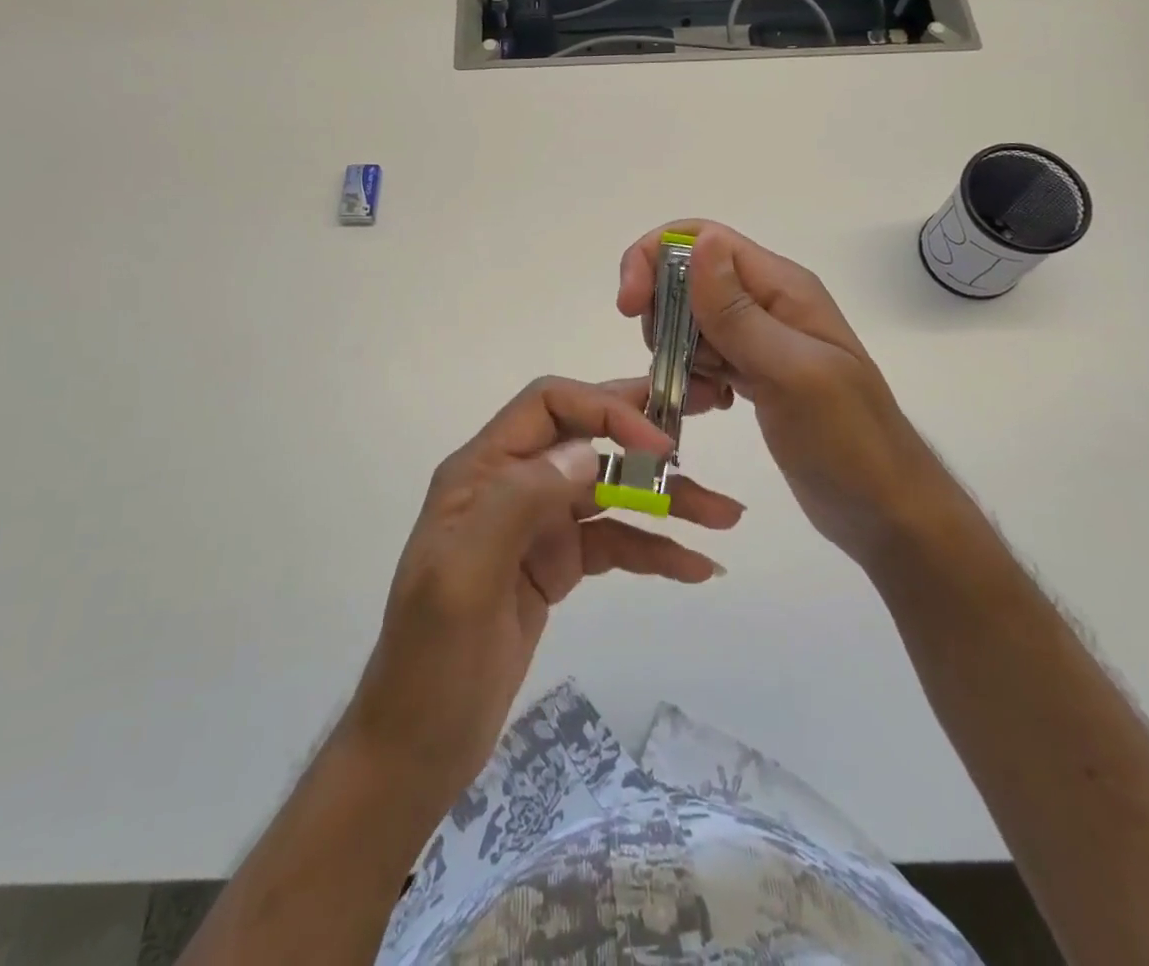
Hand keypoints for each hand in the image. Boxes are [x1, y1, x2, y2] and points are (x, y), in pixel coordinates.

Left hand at [345, 375, 743, 804]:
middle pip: (586, 435)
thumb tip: (587, 450)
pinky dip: (654, 547)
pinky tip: (697, 566)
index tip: (659, 445)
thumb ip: (518, 501)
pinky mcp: (557, 564)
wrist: (420, 743)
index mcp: (481, 469)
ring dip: (667, 497)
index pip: (549, 405)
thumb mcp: (464, 576)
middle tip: (709, 415)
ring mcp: (537, 524)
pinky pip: (614, 541)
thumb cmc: (432, 658)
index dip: (605, 410)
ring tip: (727, 516)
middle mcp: (512, 483)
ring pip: (610, 490)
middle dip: (646, 431)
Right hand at [618, 222, 932, 568]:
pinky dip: (692, 377)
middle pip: (688, 278)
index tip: (628, 308)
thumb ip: (739, 312)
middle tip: (668, 363)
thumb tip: (698, 242)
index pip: (702, 239)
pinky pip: (704, 357)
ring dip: (676, 352)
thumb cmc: (848, 442)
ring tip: (702, 394)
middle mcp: (769, 303)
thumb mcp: (791, 373)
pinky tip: (710, 405)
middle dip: (662, 313)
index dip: (654, 258)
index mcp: (782, 288)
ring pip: (691, 321)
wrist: (886, 510)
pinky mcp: (754, 374)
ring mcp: (761, 340)